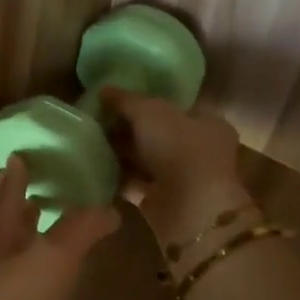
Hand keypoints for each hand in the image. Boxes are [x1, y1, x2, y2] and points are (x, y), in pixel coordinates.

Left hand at [0, 156, 117, 299]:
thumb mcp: (51, 260)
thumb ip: (79, 230)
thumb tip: (109, 206)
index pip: (7, 189)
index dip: (17, 171)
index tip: (24, 153)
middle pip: (1, 215)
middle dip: (16, 198)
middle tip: (34, 179)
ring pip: (5, 244)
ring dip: (22, 229)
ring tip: (41, 217)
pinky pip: (11, 274)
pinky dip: (27, 262)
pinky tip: (40, 273)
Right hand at [100, 88, 252, 251]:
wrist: (190, 210)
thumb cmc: (179, 149)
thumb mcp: (149, 112)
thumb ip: (125, 100)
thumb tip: (103, 89)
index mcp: (208, 124)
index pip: (175, 108)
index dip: (145, 103)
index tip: (116, 103)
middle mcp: (200, 150)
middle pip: (157, 134)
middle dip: (129, 130)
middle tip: (98, 123)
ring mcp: (183, 178)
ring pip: (146, 160)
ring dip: (122, 154)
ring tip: (91, 145)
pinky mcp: (164, 202)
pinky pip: (136, 184)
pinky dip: (119, 178)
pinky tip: (96, 169)